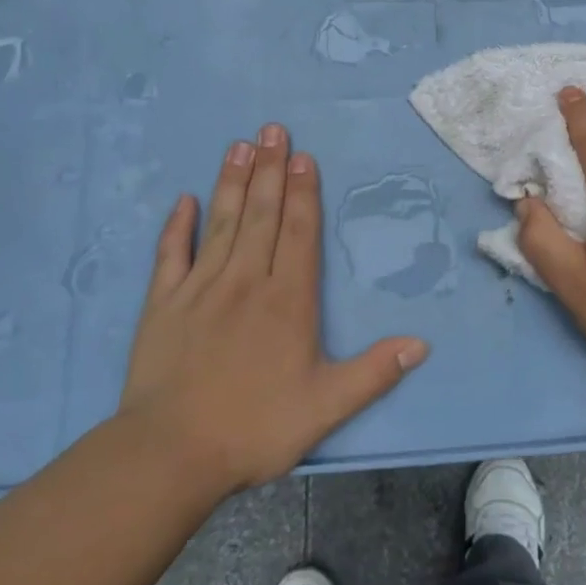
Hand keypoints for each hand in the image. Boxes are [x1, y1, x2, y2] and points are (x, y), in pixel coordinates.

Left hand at [119, 124, 428, 496]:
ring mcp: (201, 288)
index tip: (303, 157)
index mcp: (287, 300)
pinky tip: (184, 200)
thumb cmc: (254, 427)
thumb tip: (422, 344)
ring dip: (231, 182)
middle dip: (270, 170)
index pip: (298, 232)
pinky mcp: (163, 304)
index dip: (303, 193)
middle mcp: (246, 281)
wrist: (171, 454)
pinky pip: (172, 255)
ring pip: (221, 223)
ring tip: (239, 146)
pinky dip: (177, 226)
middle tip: (272, 129)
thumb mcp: (326, 407)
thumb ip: (374, 372)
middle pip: (261, 214)